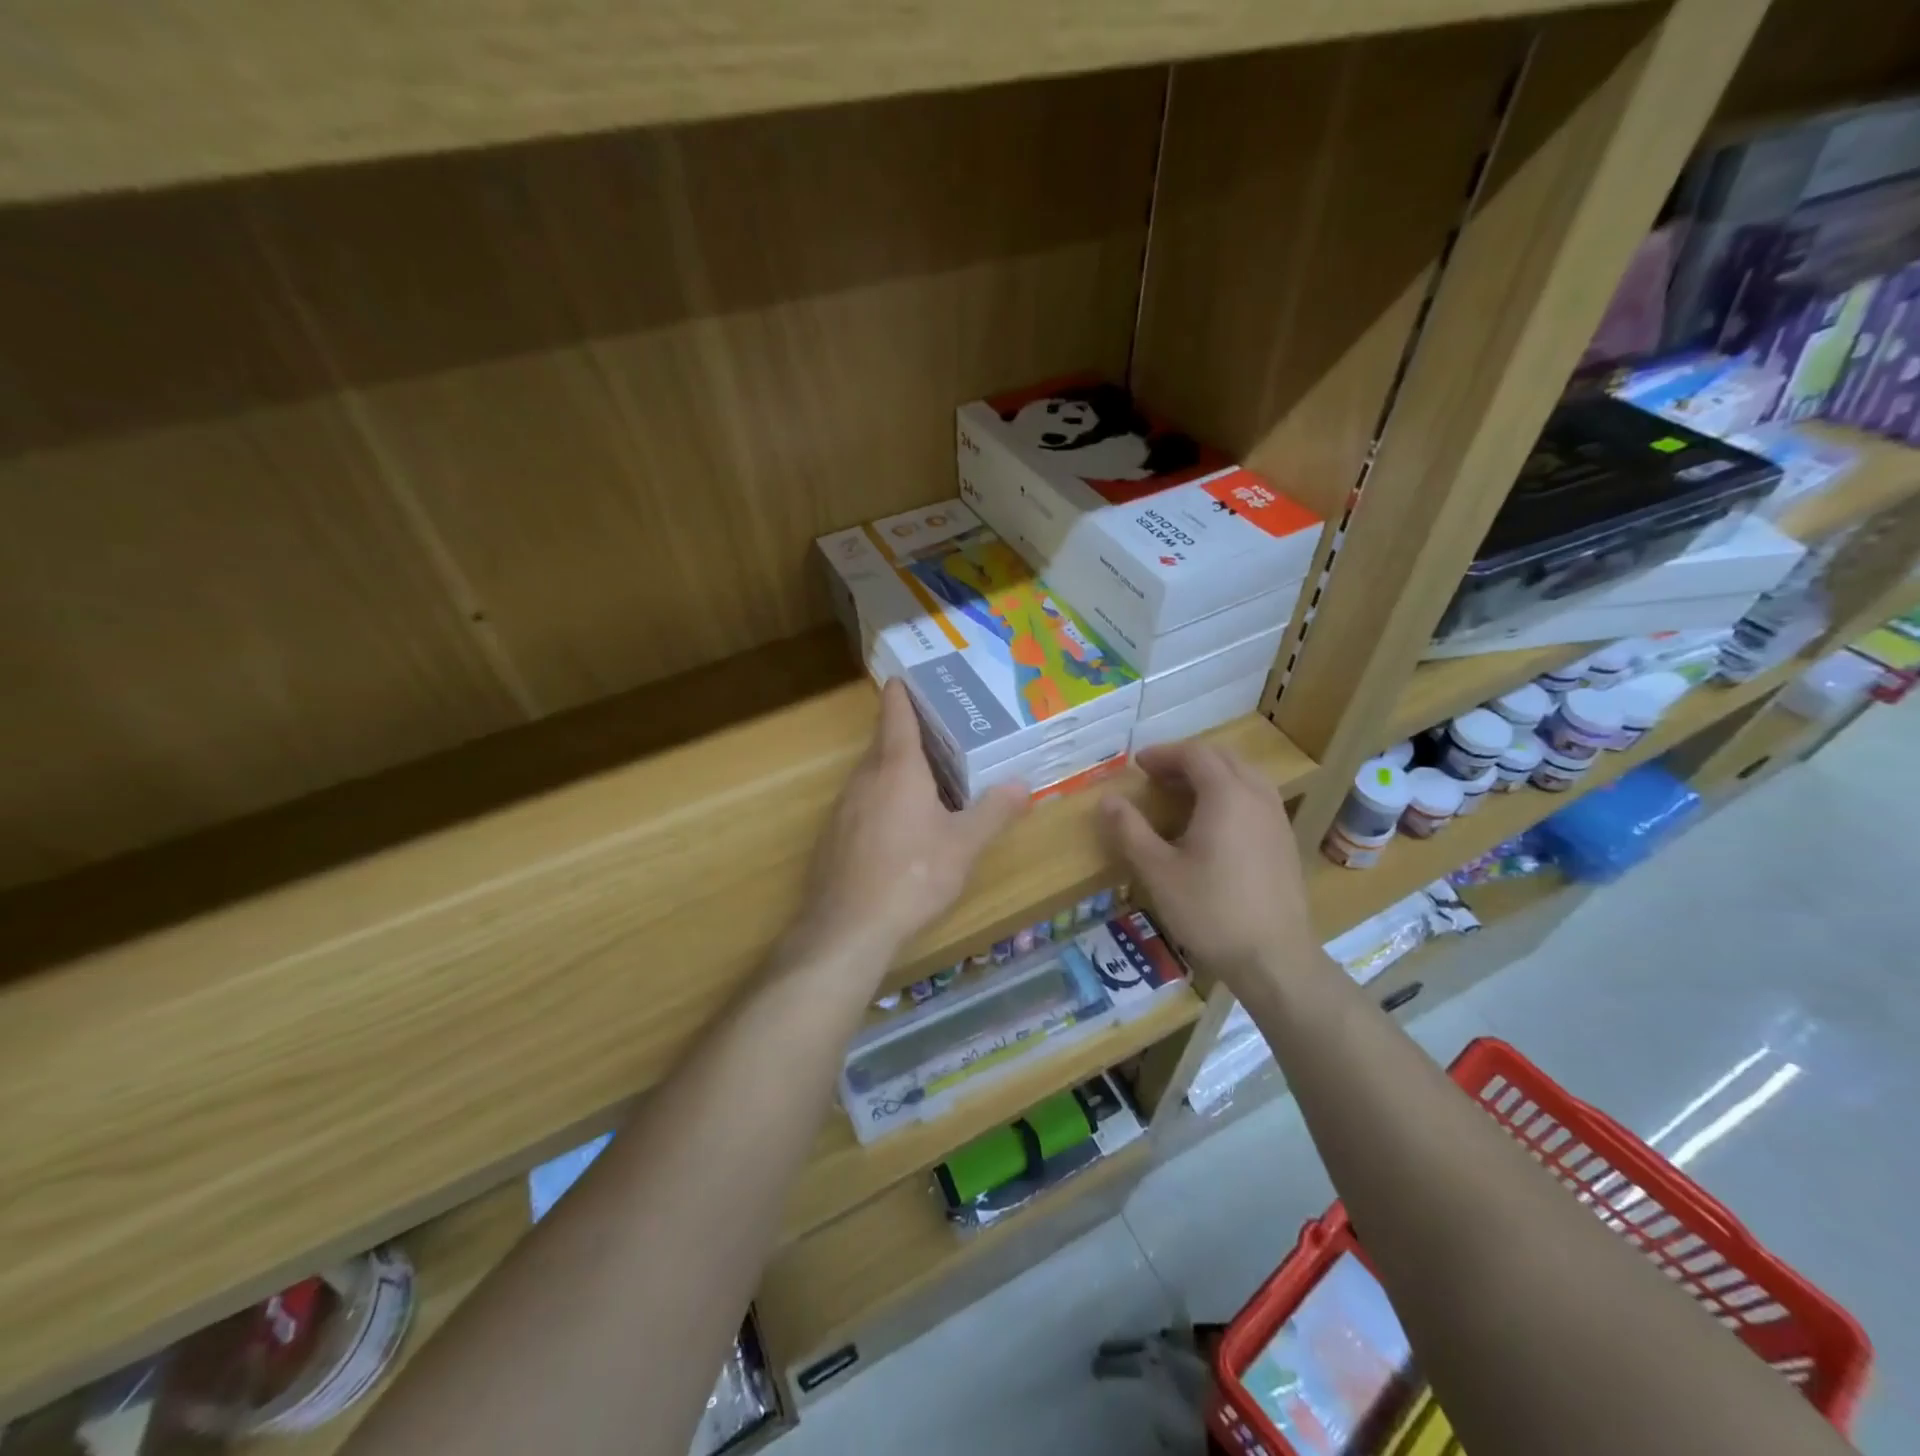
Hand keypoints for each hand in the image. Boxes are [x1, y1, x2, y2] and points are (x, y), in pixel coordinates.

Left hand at [788, 680, 1027, 974]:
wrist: (847, 927)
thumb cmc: (912, 876)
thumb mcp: (964, 845)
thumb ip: (994, 812)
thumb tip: (1022, 785)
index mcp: (897, 768)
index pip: (895, 713)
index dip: (902, 692)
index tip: (910, 676)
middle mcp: (864, 777)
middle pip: (884, 741)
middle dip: (908, 731)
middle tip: (944, 729)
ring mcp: (844, 806)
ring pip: (872, 773)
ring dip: (896, 767)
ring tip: (930, 774)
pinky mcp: (834, 835)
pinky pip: (863, 801)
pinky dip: (883, 797)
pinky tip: (902, 824)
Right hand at [1099, 742, 1321, 992]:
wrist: (1274, 958)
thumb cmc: (1210, 911)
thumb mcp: (1158, 871)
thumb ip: (1130, 830)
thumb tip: (1108, 800)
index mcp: (1227, 795)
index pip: (1195, 754)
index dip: (1164, 754)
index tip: (1137, 765)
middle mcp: (1257, 797)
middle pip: (1223, 758)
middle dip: (1187, 760)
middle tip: (1156, 776)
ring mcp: (1277, 818)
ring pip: (1244, 776)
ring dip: (1211, 775)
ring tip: (1182, 794)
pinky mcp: (1285, 841)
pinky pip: (1256, 798)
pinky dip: (1230, 794)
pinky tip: (1213, 824)